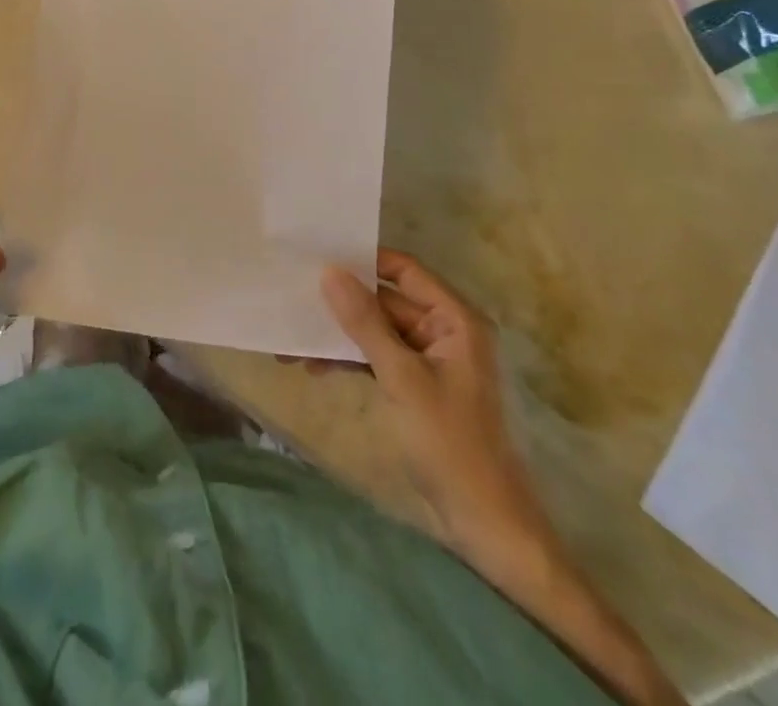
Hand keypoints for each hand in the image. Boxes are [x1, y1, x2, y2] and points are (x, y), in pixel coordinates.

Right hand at [321, 249, 555, 580]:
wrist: (484, 523)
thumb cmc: (450, 443)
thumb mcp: (402, 378)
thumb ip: (365, 323)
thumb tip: (330, 272)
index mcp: (455, 320)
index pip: (405, 270)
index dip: (364, 260)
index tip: (318, 254)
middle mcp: (444, 331)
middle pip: (387, 300)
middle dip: (342, 302)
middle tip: (294, 295)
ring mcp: (429, 360)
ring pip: (378, 330)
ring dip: (340, 334)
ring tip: (293, 339)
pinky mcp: (416, 385)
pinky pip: (378, 356)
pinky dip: (349, 358)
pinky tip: (314, 366)